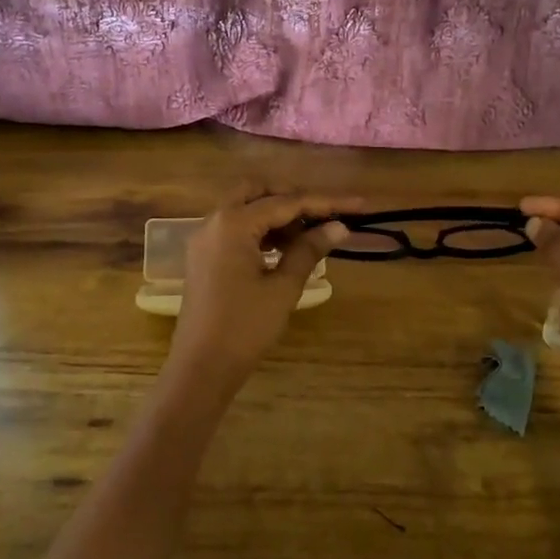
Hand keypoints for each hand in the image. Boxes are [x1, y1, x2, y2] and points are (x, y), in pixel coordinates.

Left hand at [166, 186, 360, 388]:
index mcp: (233, 223)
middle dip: (293, 198)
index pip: (286, 202)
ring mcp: (205, 239)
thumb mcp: (282, 288)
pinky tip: (285, 249)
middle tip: (324, 215)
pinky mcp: (204, 256)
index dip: (325, 203)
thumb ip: (309, 250)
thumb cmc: (245, 327)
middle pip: (258, 191)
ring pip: (245, 208)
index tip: (358, 206)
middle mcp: (214, 221)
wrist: (201, 367)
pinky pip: (235, 228)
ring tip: (310, 237)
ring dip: (277, 215)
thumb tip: (340, 227)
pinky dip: (260, 230)